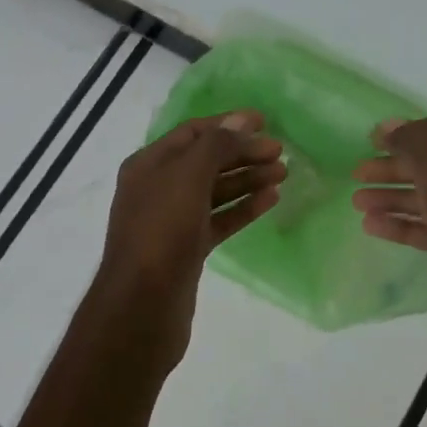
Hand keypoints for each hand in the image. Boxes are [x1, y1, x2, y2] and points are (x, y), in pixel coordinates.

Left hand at [90, 111, 284, 370]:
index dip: (228, 124)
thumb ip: (215, 145)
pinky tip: (270, 200)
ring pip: (215, 191)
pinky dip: (243, 208)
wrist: (142, 306)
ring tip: (283, 173)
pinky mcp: (187, 249)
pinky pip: (219, 219)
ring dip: (248, 179)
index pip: (193, 132)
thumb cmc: (161, 231)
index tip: (265, 122)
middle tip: (281, 152)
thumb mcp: (187, 177)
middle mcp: (158, 187)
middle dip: (243, 152)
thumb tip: (240, 120)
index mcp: (149, 164)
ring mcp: (172, 220)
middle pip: (206, 160)